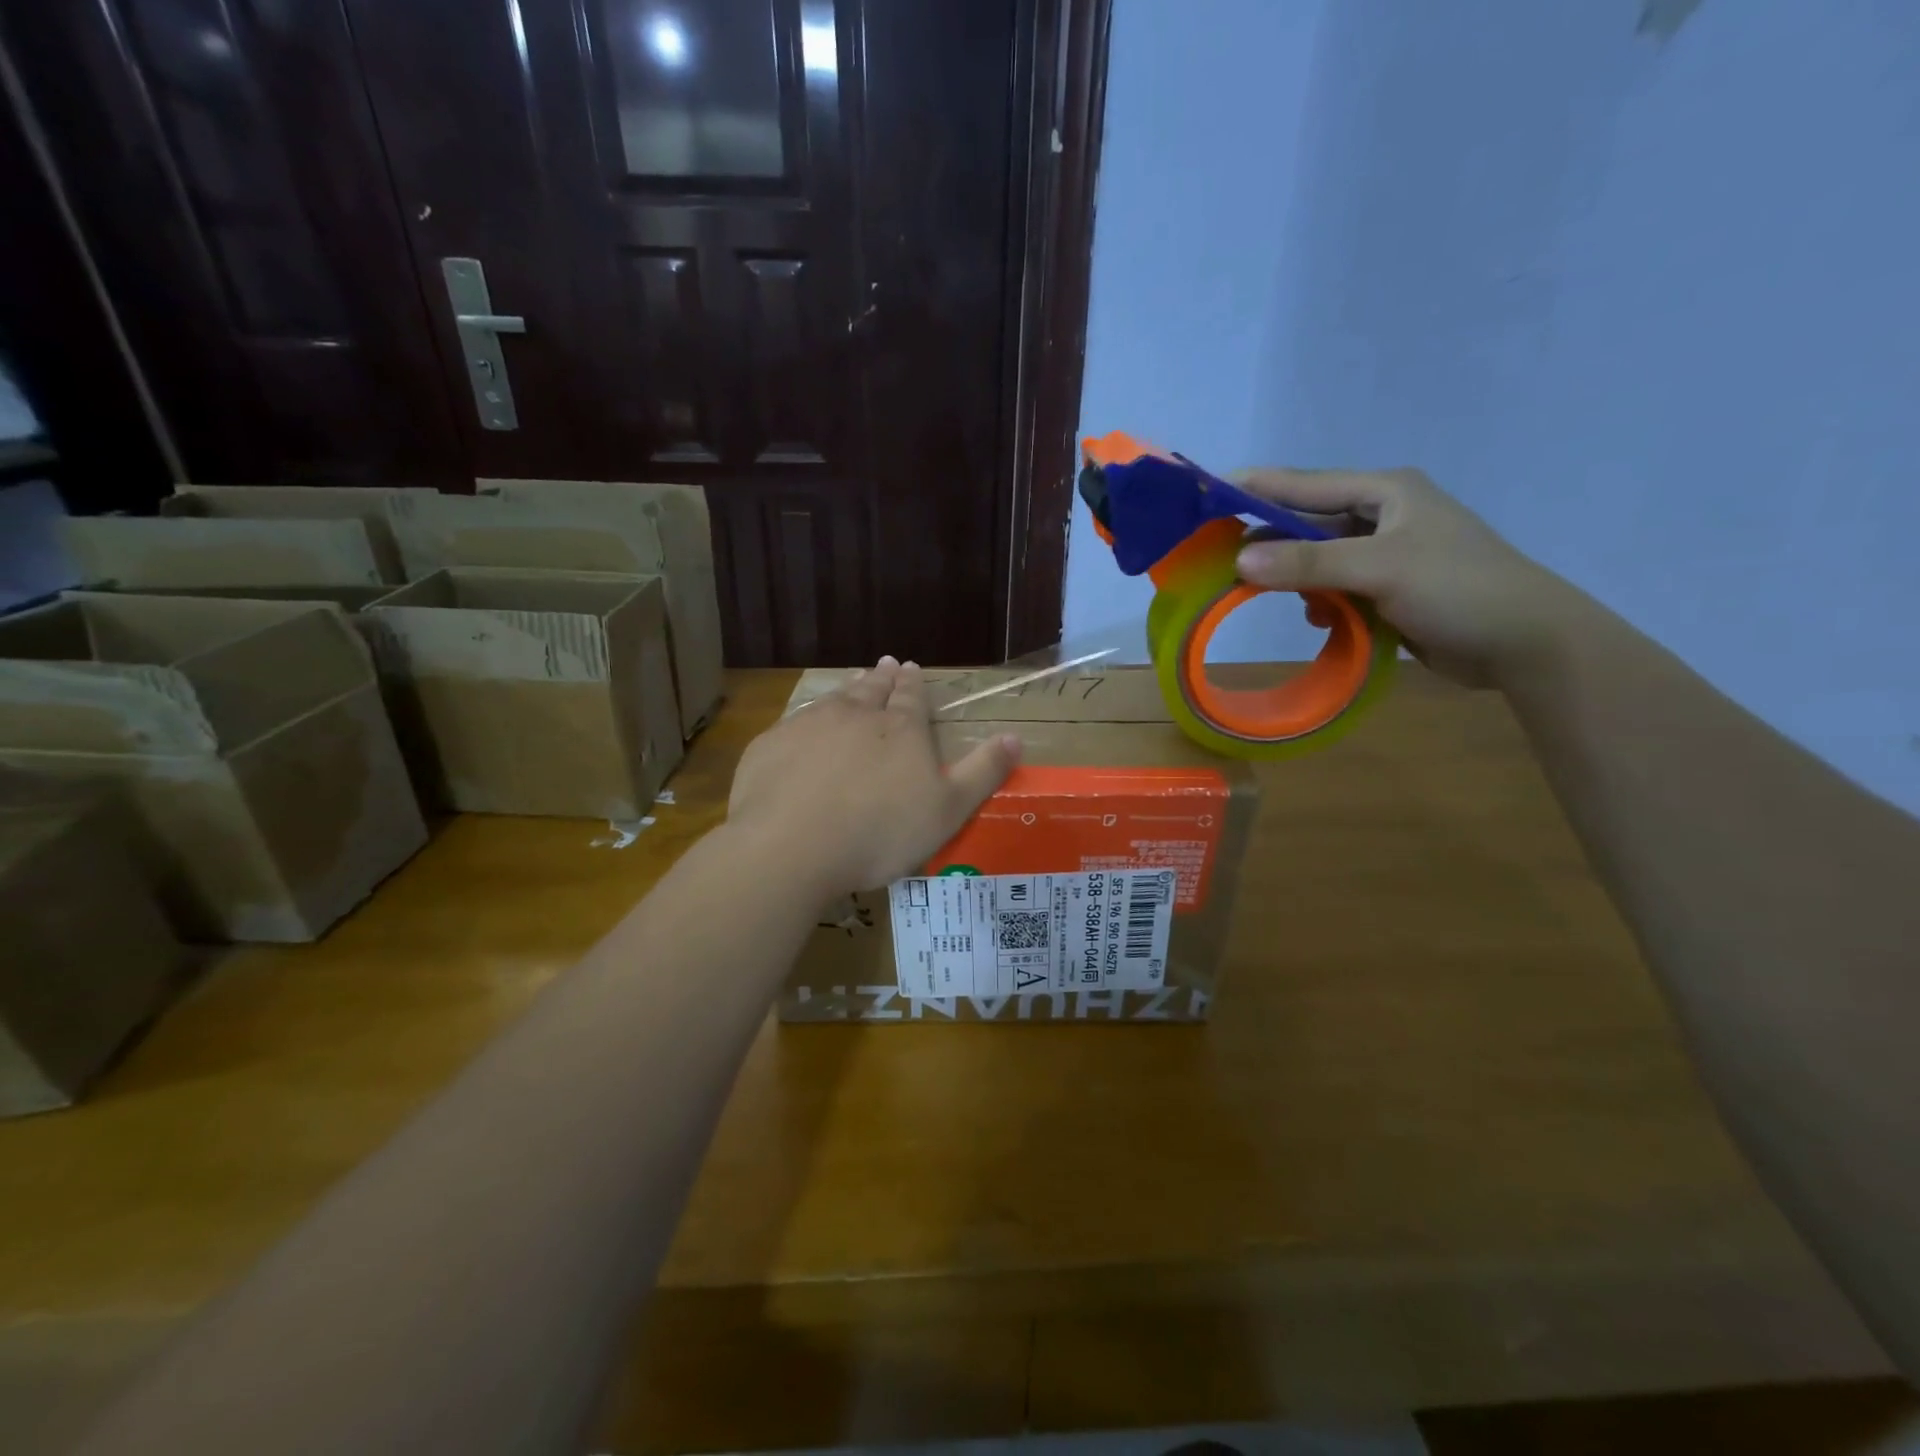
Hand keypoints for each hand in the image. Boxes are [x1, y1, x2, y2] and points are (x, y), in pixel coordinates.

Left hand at [728, 658, 1020, 896]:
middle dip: (881, 677)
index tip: (911, 667)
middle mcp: (855, 715)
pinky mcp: (770, 747)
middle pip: (871, 689)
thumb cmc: (880, 832)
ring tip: (853, 683)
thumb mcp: (948, 810)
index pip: (911, 696)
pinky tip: (803, 729)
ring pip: (833, 700)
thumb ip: (982, 772)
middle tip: (885, 664)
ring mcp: (808, 727)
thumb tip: (1015, 737)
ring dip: (847, 690)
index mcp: (900, 729)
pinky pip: (793, 726)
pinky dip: (805, 721)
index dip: (913, 682)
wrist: (793, 846)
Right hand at [1232, 468, 1587, 686]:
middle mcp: (1383, 516)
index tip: (1205, 495)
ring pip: (1318, 560)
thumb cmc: (1459, 589)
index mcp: (1386, 492)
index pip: (1304, 484)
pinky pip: (1336, 589)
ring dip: (1297, 580)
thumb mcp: (1380, 569)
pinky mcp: (1388, 589)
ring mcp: (1386, 554)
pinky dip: (1322, 603)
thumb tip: (1239, 561)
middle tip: (1222, 560)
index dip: (1255, 488)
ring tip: (1275, 598)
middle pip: (1307, 523)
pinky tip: (1323, 620)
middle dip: (1269, 543)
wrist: (1526, 643)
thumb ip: (1309, 563)